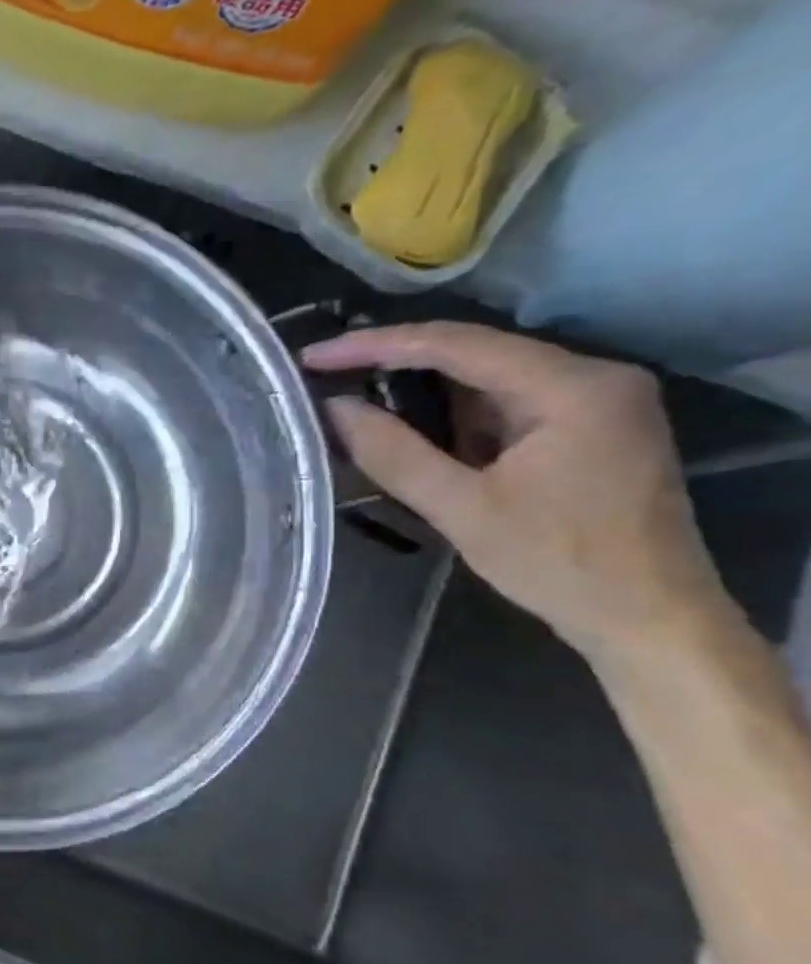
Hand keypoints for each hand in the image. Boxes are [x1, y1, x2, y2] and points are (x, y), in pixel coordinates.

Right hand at [302, 322, 737, 662]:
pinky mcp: (585, 429)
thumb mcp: (462, 509)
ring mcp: (594, 403)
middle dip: (396, 362)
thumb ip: (394, 453)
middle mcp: (592, 378)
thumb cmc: (558, 562)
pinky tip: (409, 426)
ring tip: (353, 396)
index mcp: (572, 387)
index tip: (314, 356)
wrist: (648, 618)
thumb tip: (333, 408)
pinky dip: (451, 414)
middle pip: (475, 353)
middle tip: (326, 372)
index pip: (457, 345)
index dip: (376, 345)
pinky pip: (503, 404)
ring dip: (421, 389)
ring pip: (486, 379)